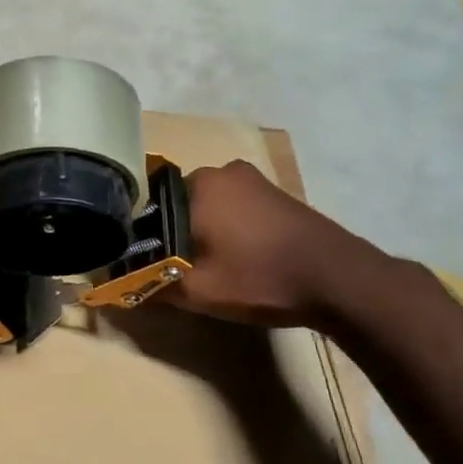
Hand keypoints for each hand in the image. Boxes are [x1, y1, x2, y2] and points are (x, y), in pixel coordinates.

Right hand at [165, 161, 376, 326]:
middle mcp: (221, 171)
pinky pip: (236, 208)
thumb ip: (153, 286)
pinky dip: (230, 229)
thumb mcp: (198, 292)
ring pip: (209, 206)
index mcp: (197, 184)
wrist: (340, 279)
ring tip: (208, 266)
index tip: (150, 264)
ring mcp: (253, 180)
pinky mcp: (276, 194)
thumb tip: (122, 289)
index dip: (146, 238)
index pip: (149, 207)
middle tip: (178, 269)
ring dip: (204, 232)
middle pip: (179, 204)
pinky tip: (238, 257)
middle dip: (175, 234)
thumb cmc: (260, 277)